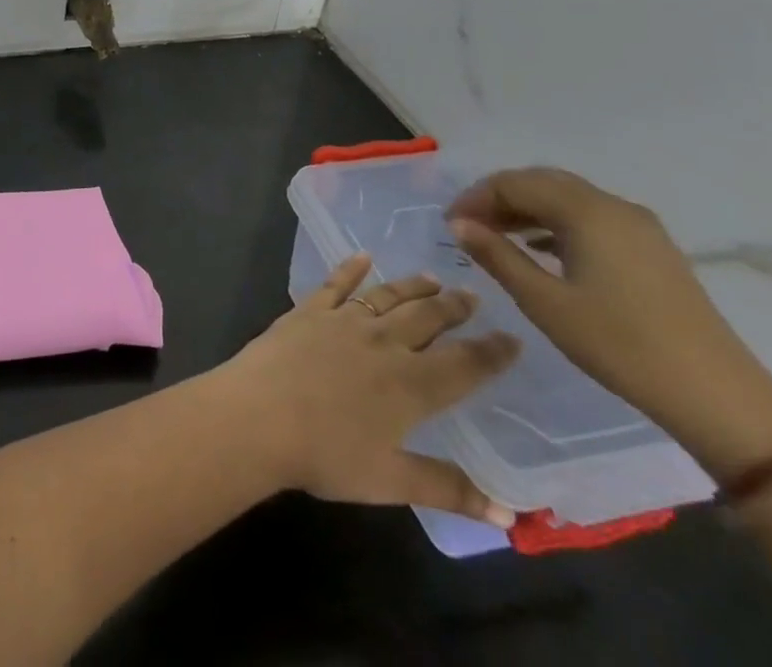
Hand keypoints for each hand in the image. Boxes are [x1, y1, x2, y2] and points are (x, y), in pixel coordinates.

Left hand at [215, 256, 519, 526]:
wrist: (258, 415)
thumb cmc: (326, 454)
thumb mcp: (392, 482)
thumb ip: (449, 490)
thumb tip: (511, 515)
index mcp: (411, 386)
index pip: (464, 365)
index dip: (492, 352)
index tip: (513, 337)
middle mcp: (382, 343)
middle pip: (427, 320)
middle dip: (453, 308)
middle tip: (473, 295)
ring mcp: (342, 321)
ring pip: (386, 297)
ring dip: (412, 287)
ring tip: (433, 278)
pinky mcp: (307, 311)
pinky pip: (334, 284)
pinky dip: (350, 268)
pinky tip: (362, 256)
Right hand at [447, 167, 771, 480]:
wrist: (718, 399)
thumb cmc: (619, 345)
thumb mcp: (544, 302)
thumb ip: (496, 255)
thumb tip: (458, 224)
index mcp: (587, 211)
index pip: (514, 183)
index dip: (476, 198)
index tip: (450, 225)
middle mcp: (614, 206)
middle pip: (542, 183)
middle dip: (500, 198)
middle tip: (469, 226)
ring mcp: (640, 228)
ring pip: (568, 199)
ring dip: (527, 209)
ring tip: (497, 237)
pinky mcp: (653, 250)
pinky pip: (591, 218)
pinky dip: (556, 223)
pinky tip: (541, 249)